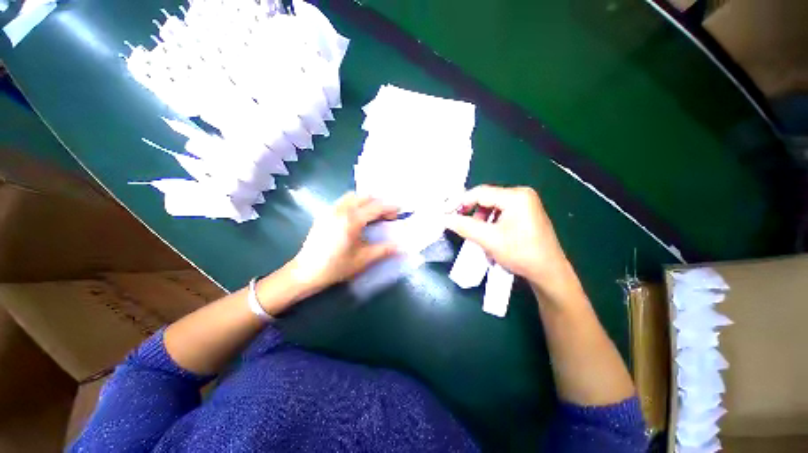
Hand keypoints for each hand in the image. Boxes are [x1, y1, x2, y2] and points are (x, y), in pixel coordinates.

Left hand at [288, 192, 398, 293]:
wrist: (305, 272)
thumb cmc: (336, 267)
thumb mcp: (363, 259)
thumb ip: (384, 250)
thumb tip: (402, 246)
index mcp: (352, 220)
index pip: (376, 207)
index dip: (390, 207)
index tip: (401, 210)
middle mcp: (341, 210)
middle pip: (364, 197)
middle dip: (379, 202)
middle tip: (388, 215)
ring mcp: (330, 211)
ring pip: (352, 197)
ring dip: (366, 201)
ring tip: (374, 214)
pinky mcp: (324, 215)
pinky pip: (343, 202)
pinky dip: (355, 203)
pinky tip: (358, 217)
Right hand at [445, 185, 574, 298]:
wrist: (549, 273)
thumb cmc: (521, 254)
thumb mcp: (489, 239)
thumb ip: (465, 226)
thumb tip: (446, 218)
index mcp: (516, 196)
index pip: (480, 192)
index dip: (460, 201)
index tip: (446, 212)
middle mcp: (522, 195)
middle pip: (486, 198)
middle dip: (471, 212)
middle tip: (459, 224)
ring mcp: (525, 204)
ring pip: (492, 206)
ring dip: (480, 219)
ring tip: (476, 234)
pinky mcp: (526, 213)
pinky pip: (500, 213)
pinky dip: (490, 222)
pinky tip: (488, 235)